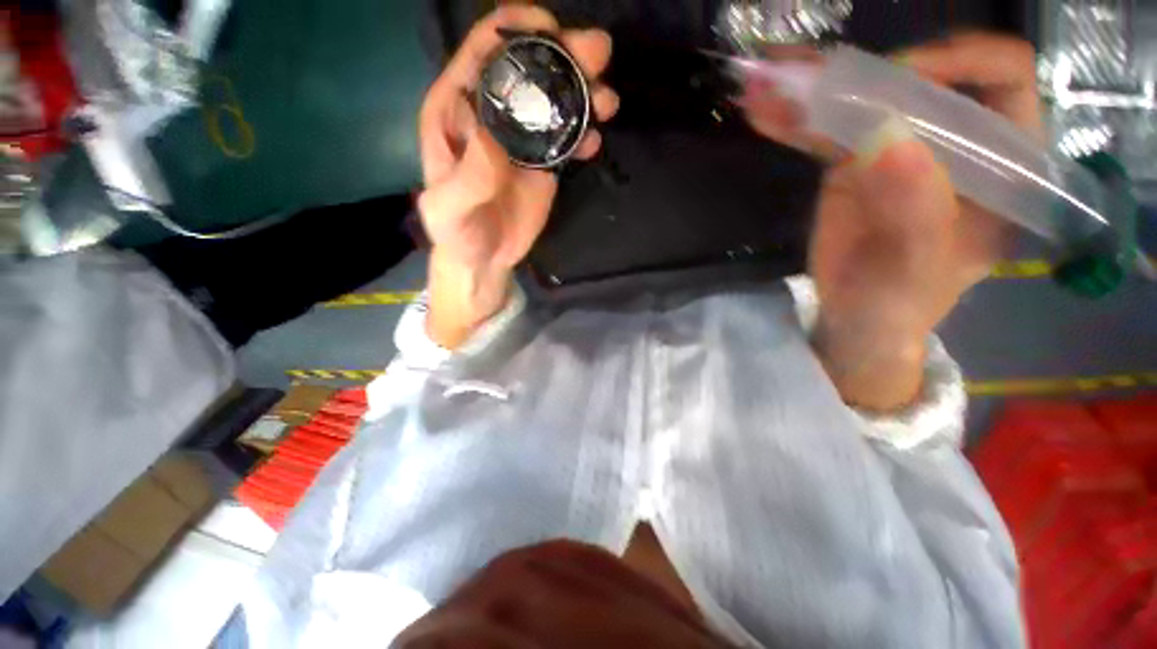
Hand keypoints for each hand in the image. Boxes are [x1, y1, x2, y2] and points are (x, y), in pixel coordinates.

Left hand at [418, 6, 618, 347]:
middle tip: (597, 55)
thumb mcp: (449, 208)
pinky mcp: (543, 164)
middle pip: (529, 70)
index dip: (514, 29)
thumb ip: (467, 176)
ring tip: (607, 101)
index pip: (483, 53)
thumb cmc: (457, 232)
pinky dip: (584, 135)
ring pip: (554, 101)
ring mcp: (522, 140)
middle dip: (564, 55)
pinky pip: (567, 140)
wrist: (483, 259)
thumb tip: (494, 138)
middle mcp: (492, 115)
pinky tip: (595, 141)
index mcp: (457, 110)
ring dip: (584, 92)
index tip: (550, 28)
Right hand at [742, 33, 1041, 409]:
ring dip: (812, 89)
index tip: (899, 79)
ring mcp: (899, 149)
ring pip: (862, 101)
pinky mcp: (852, 164)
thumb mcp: (915, 271)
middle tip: (810, 71)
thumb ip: (915, 213)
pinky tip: (761, 110)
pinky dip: (793, 121)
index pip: (1001, 79)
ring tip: (767, 82)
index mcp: (1001, 163)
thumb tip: (886, 139)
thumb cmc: (899, 305)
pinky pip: (824, 131)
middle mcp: (953, 142)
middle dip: (866, 69)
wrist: (855, 320)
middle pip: (920, 79)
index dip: (958, 61)